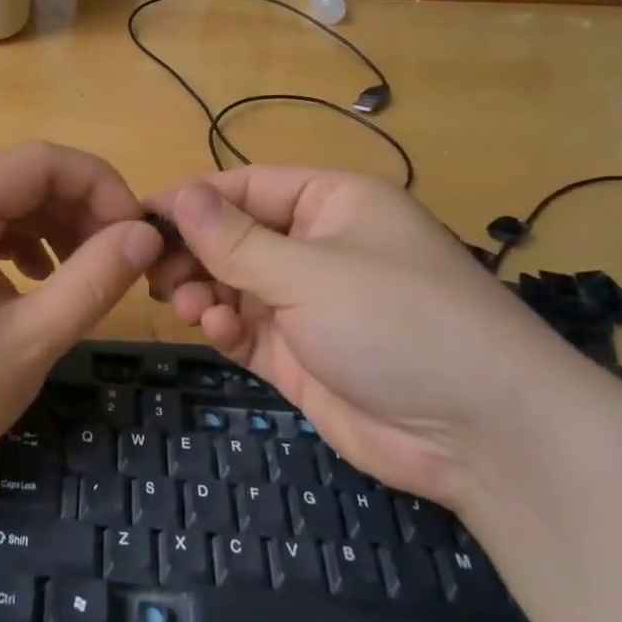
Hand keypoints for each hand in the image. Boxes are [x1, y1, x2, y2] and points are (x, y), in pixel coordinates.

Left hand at [0, 143, 163, 496]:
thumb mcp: (28, 341)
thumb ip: (94, 279)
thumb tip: (145, 234)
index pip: (43, 161)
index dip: (102, 186)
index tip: (138, 233)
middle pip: (18, 178)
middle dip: (77, 210)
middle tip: (119, 259)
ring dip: (48, 227)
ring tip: (84, 272)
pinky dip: (11, 244)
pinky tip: (32, 280)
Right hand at [148, 168, 597, 508]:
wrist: (483, 434)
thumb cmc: (397, 321)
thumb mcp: (309, 272)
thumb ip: (235, 239)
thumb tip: (178, 194)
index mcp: (332, 204)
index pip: (246, 187)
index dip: (193, 199)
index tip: (139, 218)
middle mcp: (319, 247)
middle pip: (235, 236)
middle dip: (194, 252)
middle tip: (151, 271)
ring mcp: (310, 304)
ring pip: (235, 285)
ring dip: (205, 291)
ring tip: (185, 304)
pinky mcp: (303, 355)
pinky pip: (249, 329)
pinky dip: (226, 327)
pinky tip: (216, 331)